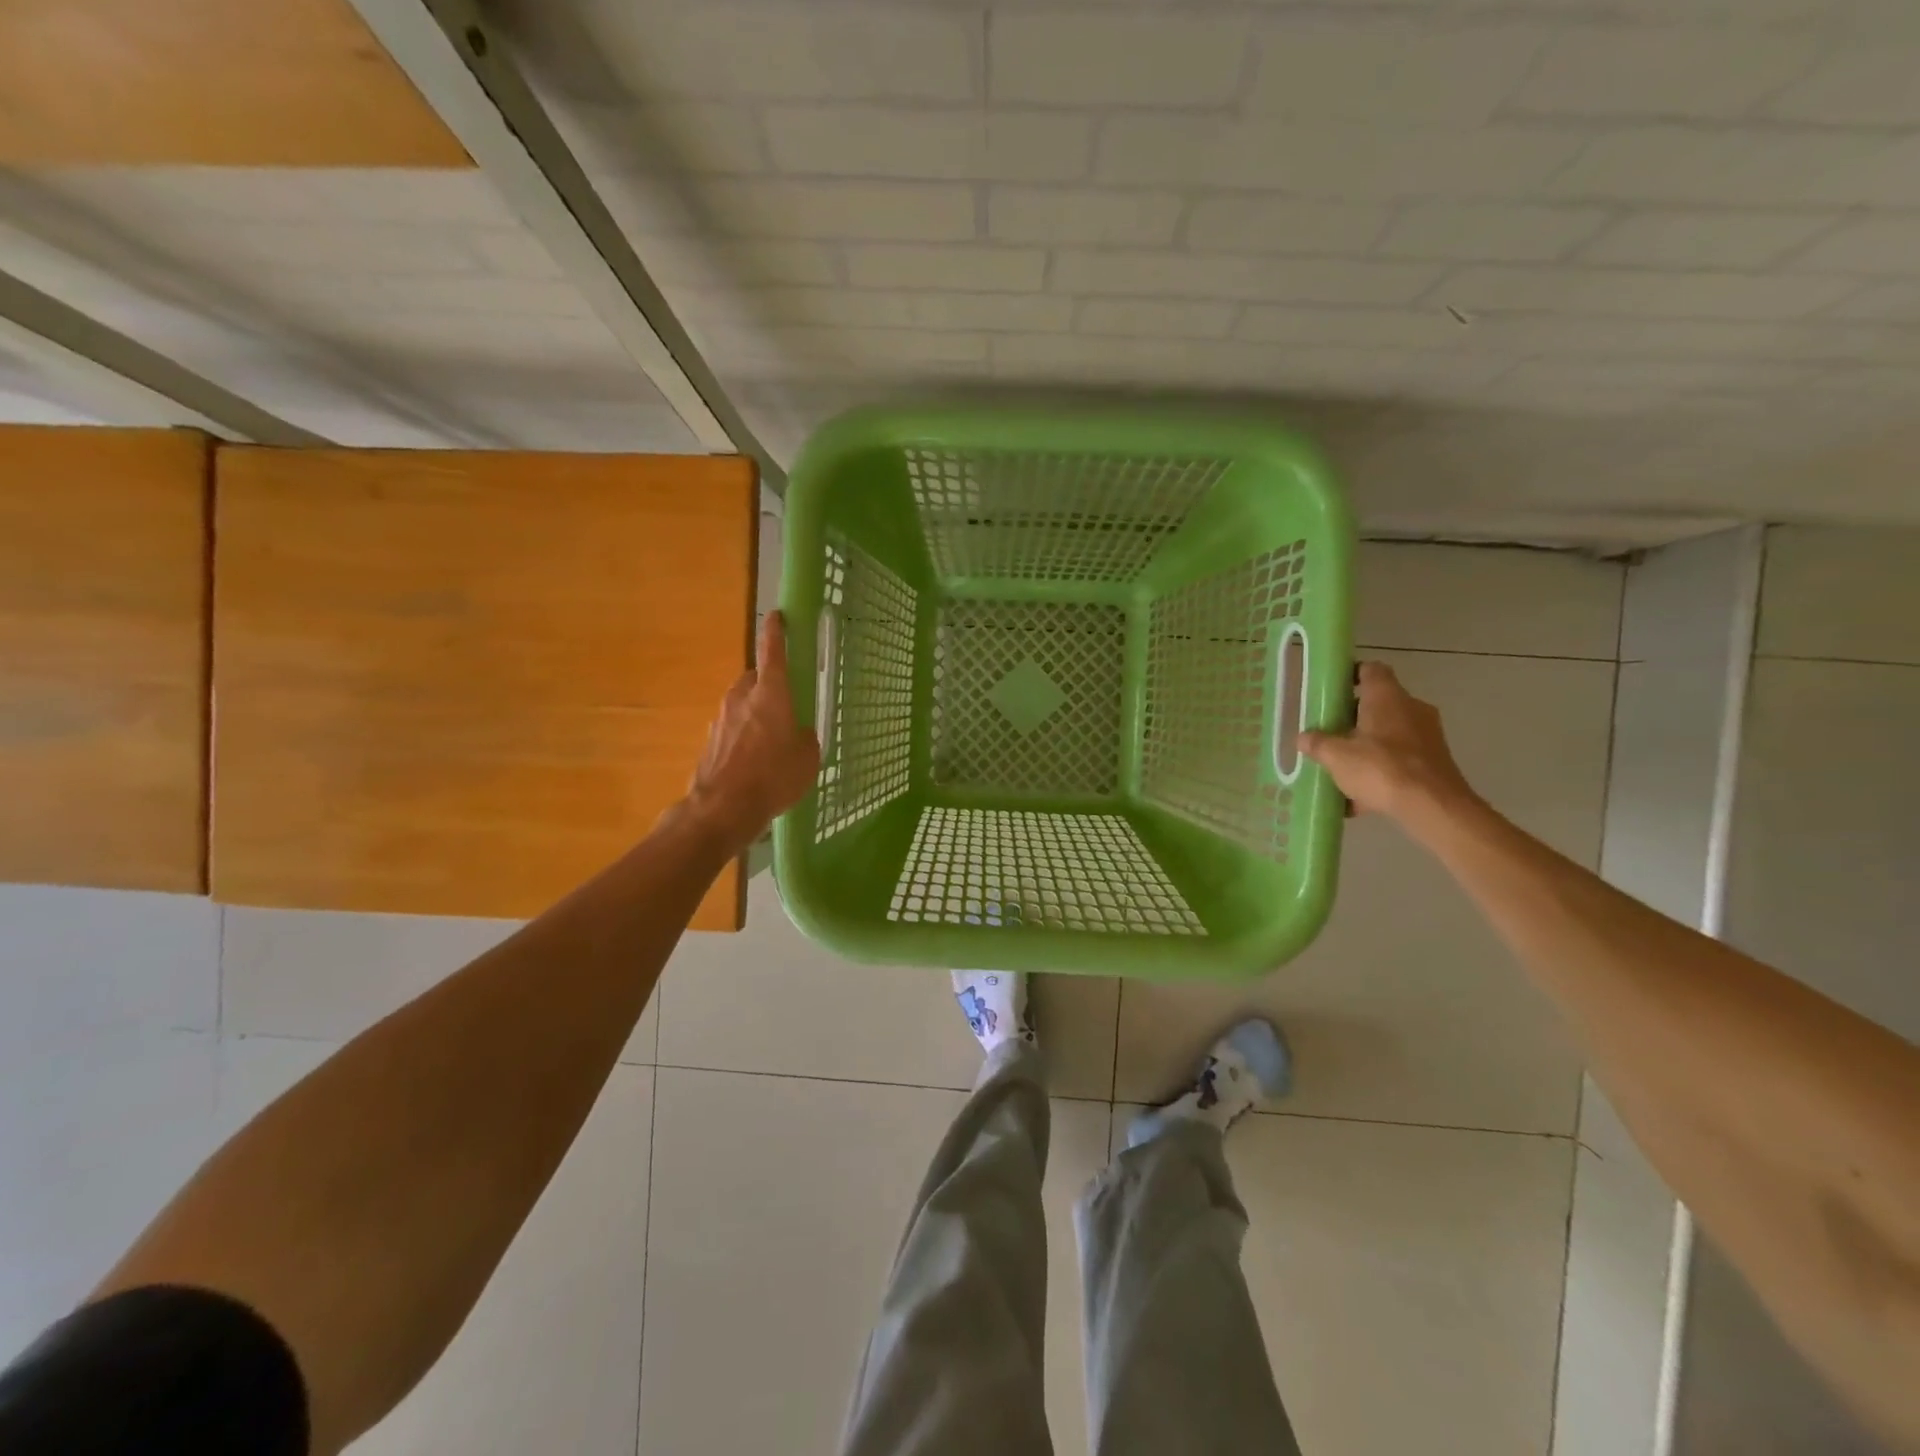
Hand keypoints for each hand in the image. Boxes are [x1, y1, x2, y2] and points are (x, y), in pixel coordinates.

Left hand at [683, 612, 820, 851]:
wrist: (722, 809)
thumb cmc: (773, 777)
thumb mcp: (808, 758)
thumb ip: (805, 738)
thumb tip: (797, 734)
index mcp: (771, 694)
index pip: (773, 651)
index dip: (776, 632)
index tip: (777, 616)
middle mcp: (742, 698)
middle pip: (756, 680)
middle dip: (769, 687)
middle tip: (786, 706)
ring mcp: (721, 719)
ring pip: (742, 705)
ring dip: (755, 714)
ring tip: (771, 742)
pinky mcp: (710, 741)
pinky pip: (732, 729)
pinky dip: (743, 737)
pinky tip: (754, 763)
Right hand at [1299, 661, 1478, 828]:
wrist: (1433, 807)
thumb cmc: (1381, 769)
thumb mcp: (1336, 756)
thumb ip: (1317, 743)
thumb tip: (1303, 738)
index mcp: (1387, 697)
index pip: (1371, 670)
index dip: (1350, 674)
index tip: (1331, 690)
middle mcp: (1411, 708)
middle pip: (1378, 703)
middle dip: (1352, 717)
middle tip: (1328, 732)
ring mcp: (1427, 735)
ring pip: (1389, 733)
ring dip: (1366, 745)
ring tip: (1341, 767)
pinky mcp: (1434, 761)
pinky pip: (1400, 759)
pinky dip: (1381, 770)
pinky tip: (1359, 797)